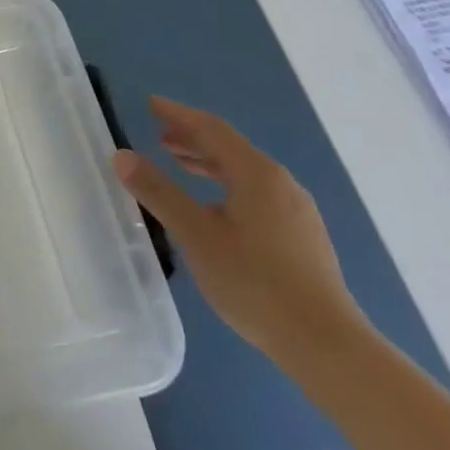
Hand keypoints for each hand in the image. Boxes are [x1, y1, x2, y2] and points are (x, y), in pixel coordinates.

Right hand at [112, 97, 367, 368]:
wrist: (326, 344)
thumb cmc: (255, 282)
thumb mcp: (196, 235)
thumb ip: (158, 192)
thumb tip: (122, 156)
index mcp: (257, 174)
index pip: (211, 129)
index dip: (179, 114)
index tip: (151, 104)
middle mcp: (281, 184)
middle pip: (230, 148)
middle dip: (193, 138)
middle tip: (159, 137)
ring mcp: (297, 211)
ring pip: (245, 173)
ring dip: (209, 163)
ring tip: (180, 165)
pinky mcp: (302, 237)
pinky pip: (257, 193)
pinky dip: (227, 185)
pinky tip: (214, 208)